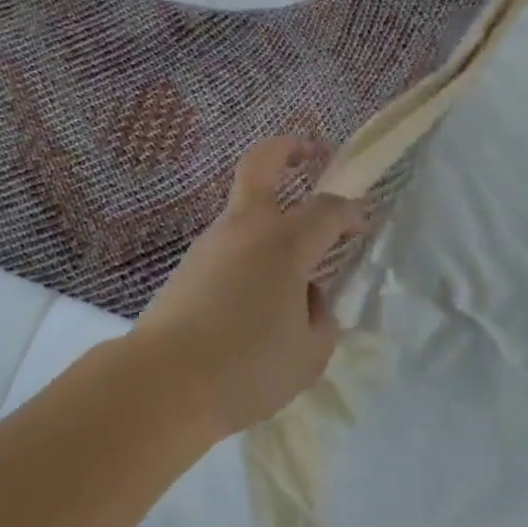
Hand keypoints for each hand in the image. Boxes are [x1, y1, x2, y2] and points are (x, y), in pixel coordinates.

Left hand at [131, 138, 368, 438]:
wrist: (165, 379)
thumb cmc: (247, 366)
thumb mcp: (308, 353)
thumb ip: (319, 317)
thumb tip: (307, 297)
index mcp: (283, 243)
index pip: (326, 209)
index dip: (350, 211)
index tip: (362, 222)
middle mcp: (246, 227)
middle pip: (262, 163)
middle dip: (288, 148)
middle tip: (311, 153)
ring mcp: (212, 240)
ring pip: (244, 208)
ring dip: (270, 215)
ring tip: (291, 272)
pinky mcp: (190, 262)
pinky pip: (230, 243)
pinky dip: (250, 252)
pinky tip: (257, 296)